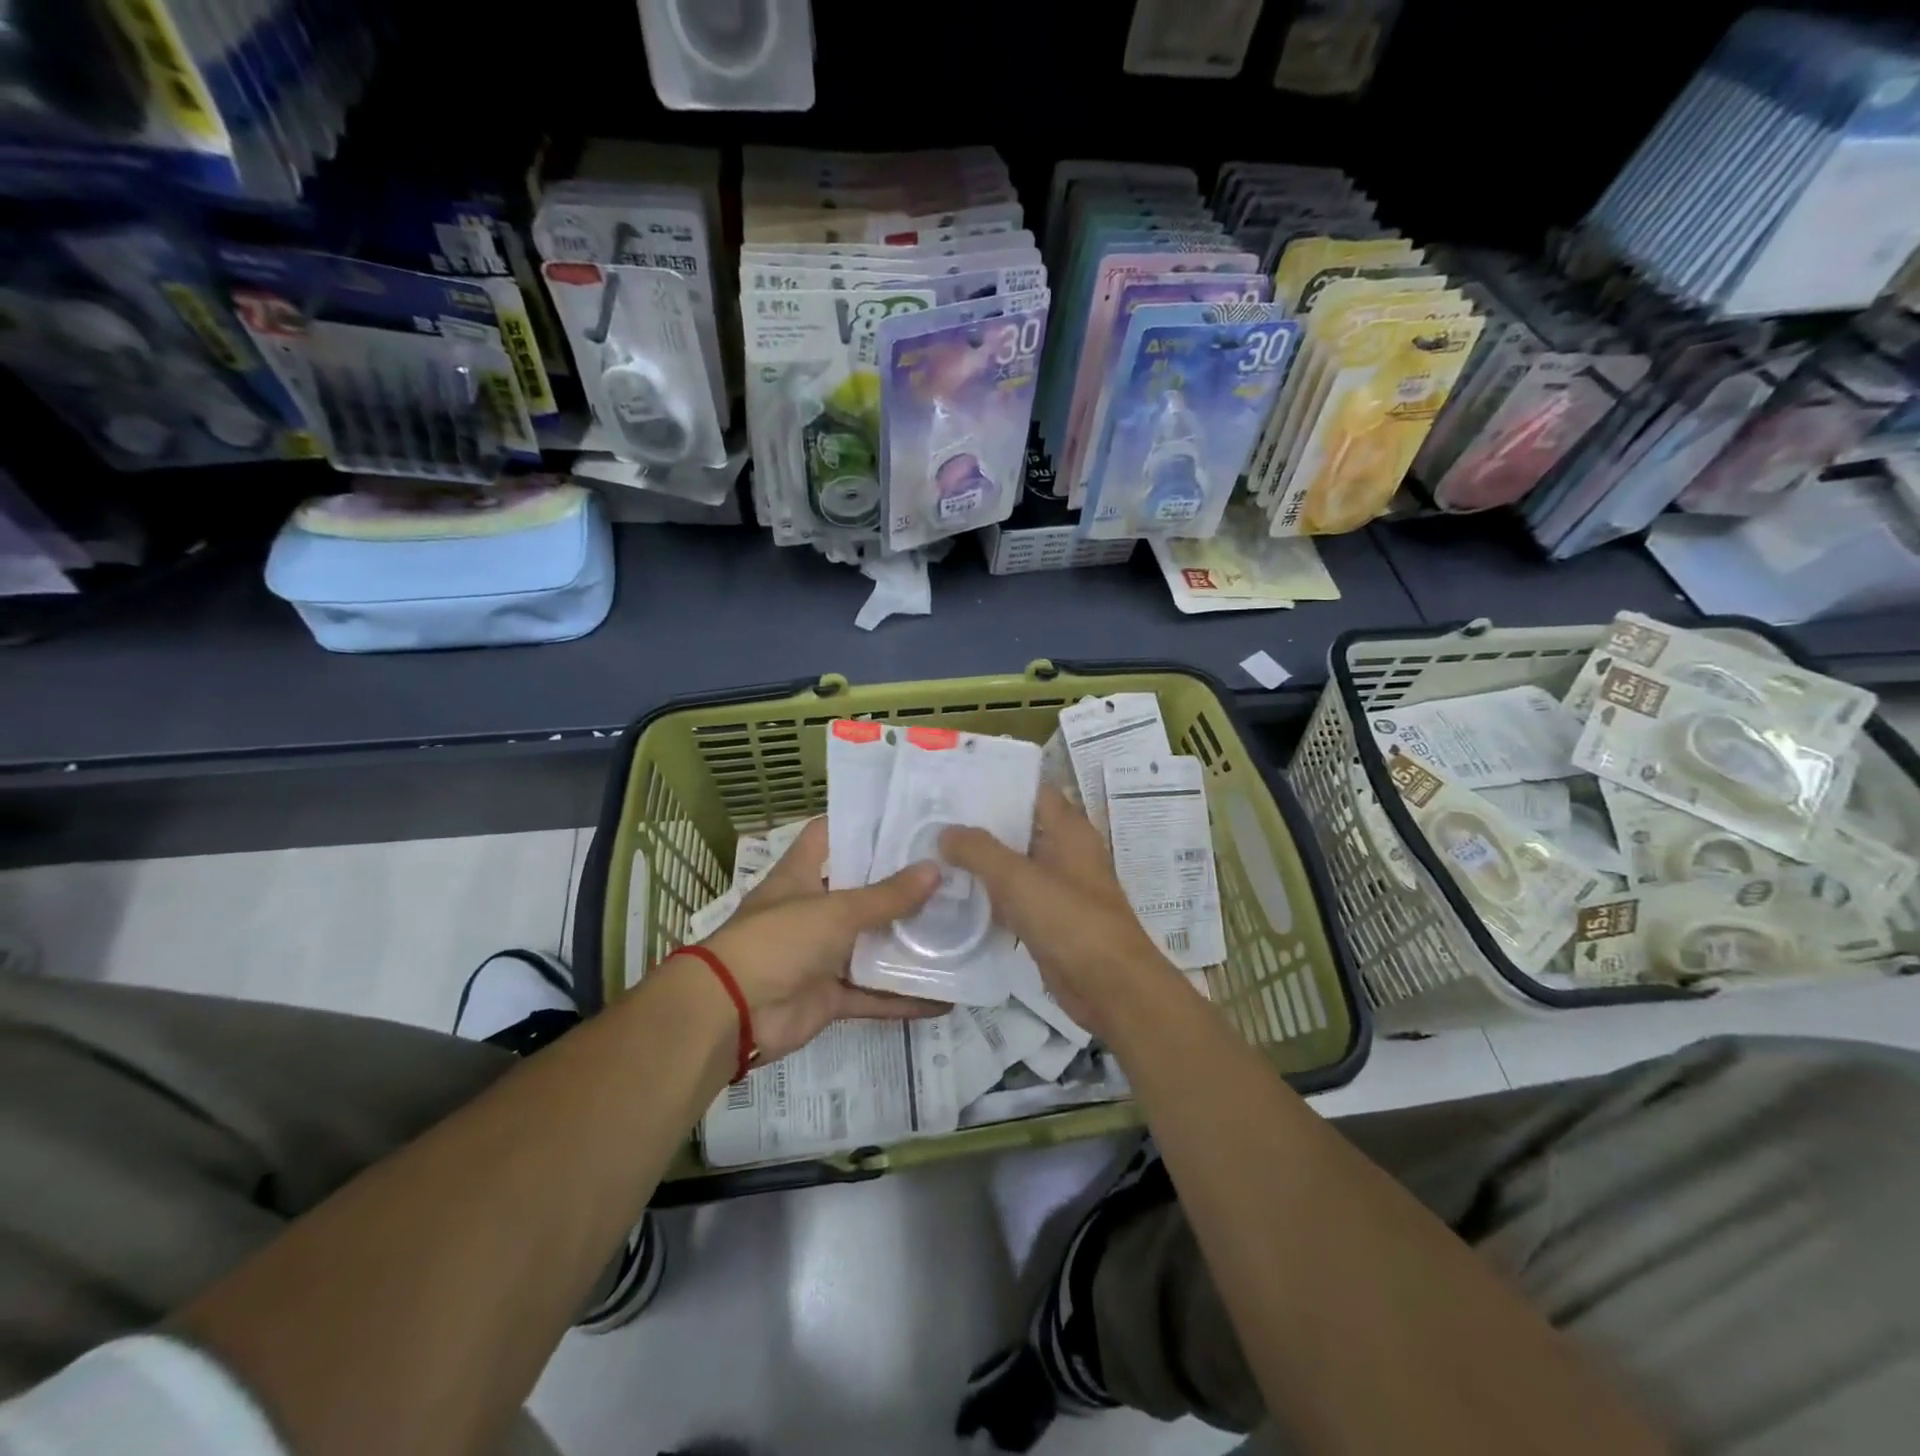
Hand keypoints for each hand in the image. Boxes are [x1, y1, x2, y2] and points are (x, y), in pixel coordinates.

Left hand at [694, 818, 942, 1062]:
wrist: (732, 1014)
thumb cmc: (779, 940)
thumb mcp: (836, 910)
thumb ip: (887, 896)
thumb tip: (935, 870)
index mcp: (801, 875)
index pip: (829, 835)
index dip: (862, 825)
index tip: (907, 819)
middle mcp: (811, 909)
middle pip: (860, 890)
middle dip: (900, 885)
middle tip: (950, 873)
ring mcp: (821, 954)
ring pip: (871, 944)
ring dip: (906, 942)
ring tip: (958, 929)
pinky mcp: (830, 995)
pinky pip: (873, 994)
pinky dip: (903, 998)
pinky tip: (945, 997)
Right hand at [940, 787, 1170, 1038]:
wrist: (1110, 987)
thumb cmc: (1070, 921)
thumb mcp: (1019, 878)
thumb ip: (980, 850)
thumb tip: (946, 832)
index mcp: (1069, 830)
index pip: (1032, 791)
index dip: (997, 784)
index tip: (956, 783)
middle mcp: (1066, 852)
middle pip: (1019, 827)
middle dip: (980, 824)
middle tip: (932, 817)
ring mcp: (1059, 888)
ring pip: (1014, 865)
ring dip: (981, 861)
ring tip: (933, 851)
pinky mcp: (1050, 921)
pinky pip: (1014, 899)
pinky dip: (989, 895)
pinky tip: (954, 895)